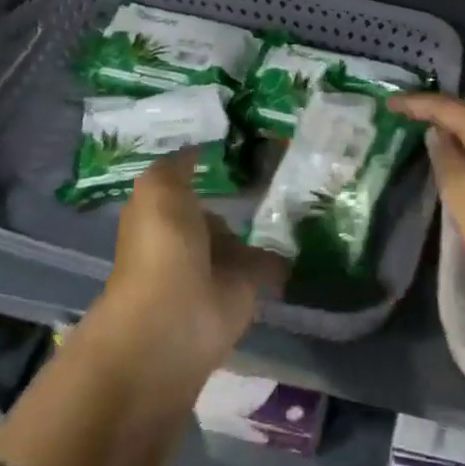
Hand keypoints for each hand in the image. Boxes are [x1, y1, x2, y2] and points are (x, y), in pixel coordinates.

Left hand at [100, 150, 287, 382]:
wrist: (178, 318)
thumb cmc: (162, 248)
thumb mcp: (158, 191)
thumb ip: (177, 167)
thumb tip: (196, 148)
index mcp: (161, 218)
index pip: (183, 189)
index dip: (201, 169)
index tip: (233, 146)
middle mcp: (188, 240)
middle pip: (215, 213)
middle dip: (239, 196)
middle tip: (274, 168)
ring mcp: (218, 266)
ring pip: (243, 237)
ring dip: (264, 223)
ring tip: (298, 194)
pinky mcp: (246, 288)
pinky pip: (268, 263)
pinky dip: (284, 253)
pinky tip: (306, 228)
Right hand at [389, 93, 464, 309]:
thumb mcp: (463, 196)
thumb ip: (446, 158)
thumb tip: (439, 134)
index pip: (447, 105)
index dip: (416, 104)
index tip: (387, 104)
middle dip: (436, 112)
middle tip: (404, 116)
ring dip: (456, 129)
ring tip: (426, 133)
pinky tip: (462, 157)